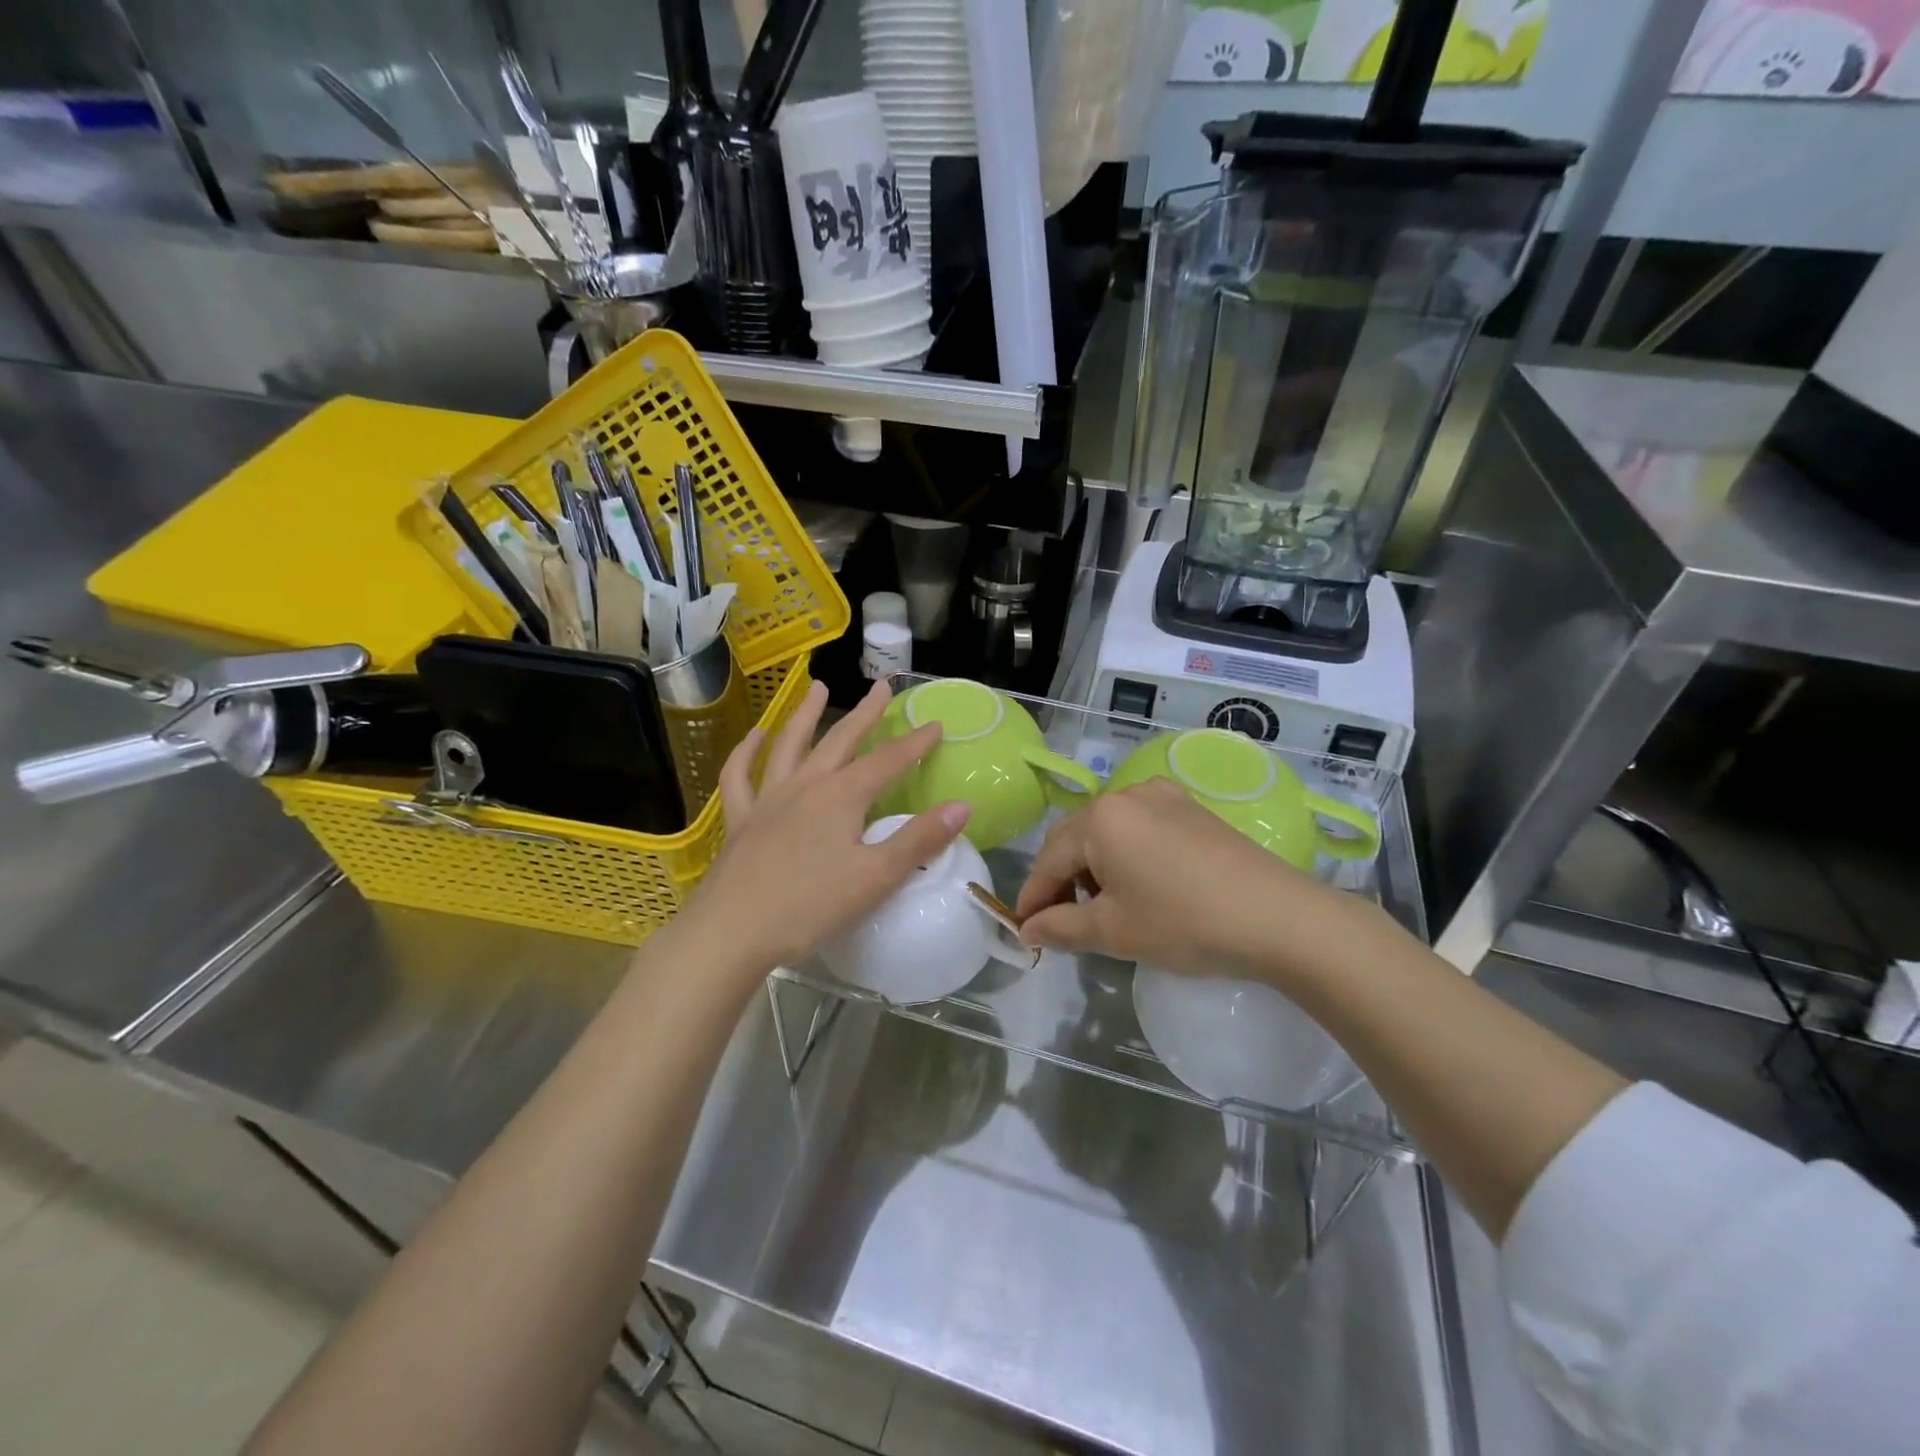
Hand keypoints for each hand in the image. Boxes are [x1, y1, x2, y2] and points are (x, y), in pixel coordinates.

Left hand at [689, 678, 969, 973]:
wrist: (732, 931)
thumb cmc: (810, 906)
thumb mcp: (876, 877)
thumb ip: (919, 840)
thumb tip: (962, 806)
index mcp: (842, 797)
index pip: (887, 761)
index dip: (915, 743)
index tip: (936, 724)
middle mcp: (805, 785)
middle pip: (840, 740)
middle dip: (865, 714)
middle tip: (881, 687)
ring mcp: (767, 799)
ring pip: (789, 745)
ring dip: (805, 714)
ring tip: (817, 687)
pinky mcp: (739, 819)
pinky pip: (739, 775)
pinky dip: (746, 751)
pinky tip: (755, 736)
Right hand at [1014, 779, 1369, 985]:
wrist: (1279, 918)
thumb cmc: (1184, 923)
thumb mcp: (1114, 931)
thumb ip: (1060, 928)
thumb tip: (1028, 930)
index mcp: (1100, 819)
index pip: (1048, 859)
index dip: (1032, 897)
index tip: (1025, 931)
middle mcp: (1126, 795)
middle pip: (1075, 838)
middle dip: (1061, 880)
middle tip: (1061, 922)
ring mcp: (1163, 797)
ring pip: (1108, 832)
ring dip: (1094, 867)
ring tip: (1105, 908)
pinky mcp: (1191, 809)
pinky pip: (1140, 828)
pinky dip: (1126, 855)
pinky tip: (1141, 886)